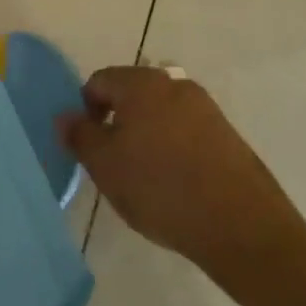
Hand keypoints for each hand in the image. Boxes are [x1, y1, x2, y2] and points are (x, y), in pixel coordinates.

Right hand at [60, 66, 290, 264]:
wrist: (240, 223)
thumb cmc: (160, 188)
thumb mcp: (105, 165)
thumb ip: (80, 136)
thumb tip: (65, 116)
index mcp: (142, 83)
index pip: (99, 82)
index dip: (85, 111)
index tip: (90, 147)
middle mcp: (175, 84)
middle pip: (131, 94)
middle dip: (117, 122)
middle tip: (114, 163)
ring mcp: (205, 107)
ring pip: (160, 113)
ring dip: (146, 135)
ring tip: (145, 177)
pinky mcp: (226, 132)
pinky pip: (186, 130)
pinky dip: (173, 147)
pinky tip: (175, 182)